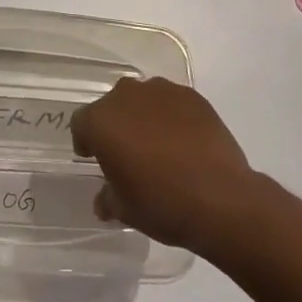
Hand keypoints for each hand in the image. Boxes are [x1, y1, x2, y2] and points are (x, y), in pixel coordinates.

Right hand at [70, 77, 259, 254]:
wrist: (220, 197)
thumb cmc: (161, 203)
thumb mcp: (124, 210)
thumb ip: (108, 198)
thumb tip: (104, 199)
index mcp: (102, 121)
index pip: (81, 123)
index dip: (86, 141)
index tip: (94, 158)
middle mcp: (127, 96)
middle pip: (112, 106)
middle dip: (116, 125)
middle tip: (127, 154)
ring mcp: (162, 91)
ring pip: (143, 100)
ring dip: (144, 117)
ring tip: (158, 147)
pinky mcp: (192, 96)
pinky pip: (172, 103)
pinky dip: (172, 117)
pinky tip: (184, 143)